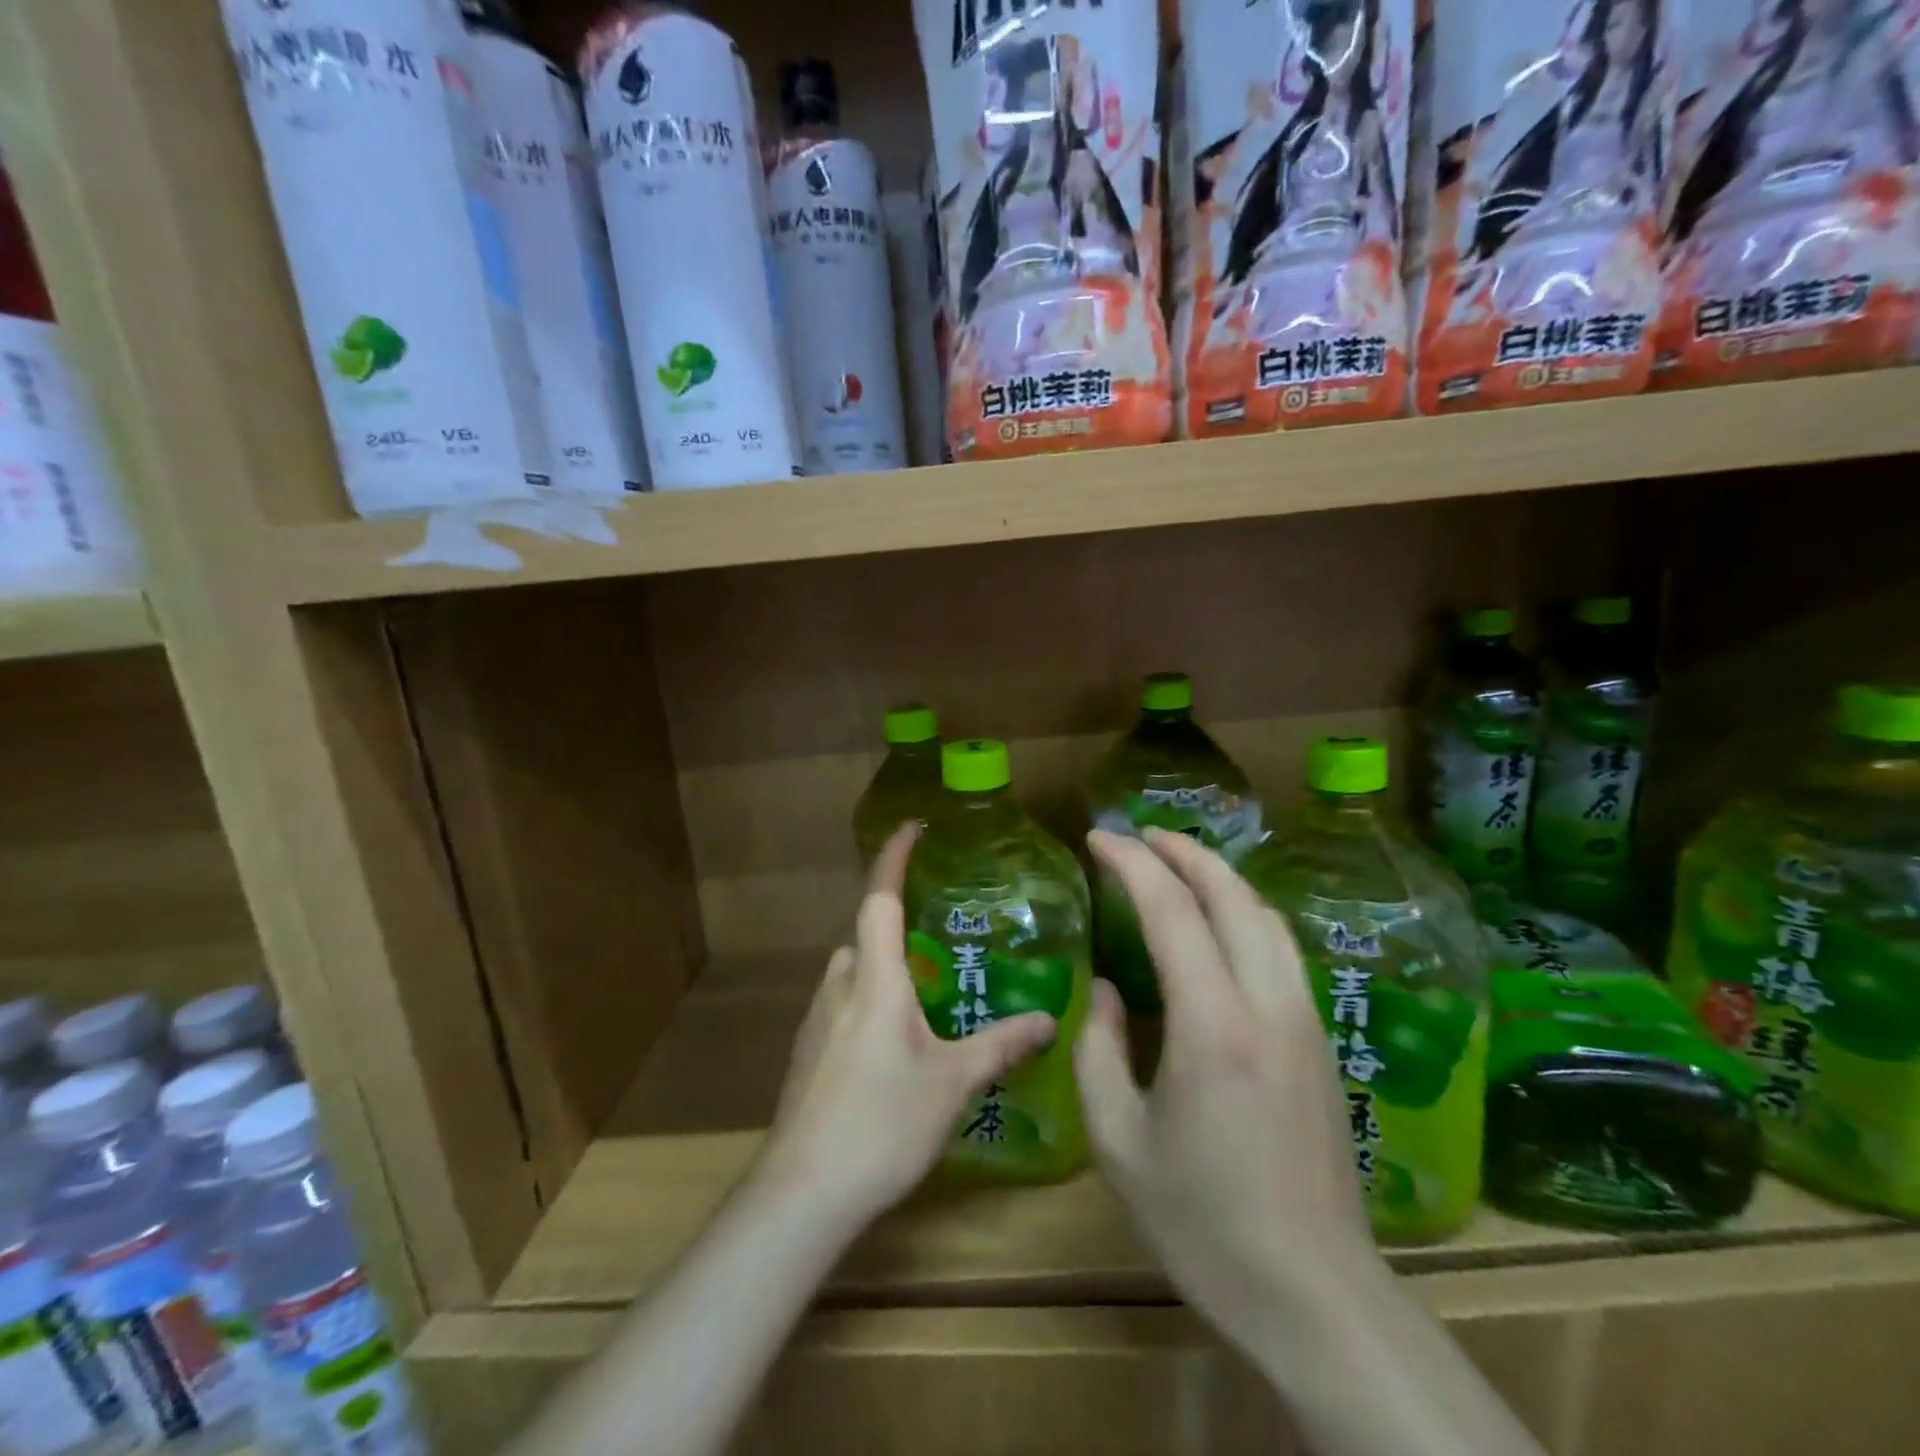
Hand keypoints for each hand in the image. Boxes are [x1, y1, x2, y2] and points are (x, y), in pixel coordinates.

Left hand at [761, 822, 1058, 1225]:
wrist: (803, 1191)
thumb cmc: (883, 1122)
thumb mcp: (952, 1083)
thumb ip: (1000, 1045)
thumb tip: (1048, 1019)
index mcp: (875, 980)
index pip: (880, 899)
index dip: (892, 859)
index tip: (911, 828)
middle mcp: (840, 986)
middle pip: (867, 936)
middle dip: (899, 930)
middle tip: (943, 945)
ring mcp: (817, 1019)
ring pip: (854, 973)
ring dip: (885, 972)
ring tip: (926, 999)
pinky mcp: (807, 1051)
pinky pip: (843, 1005)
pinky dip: (870, 1004)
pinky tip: (894, 1048)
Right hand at [1075, 828, 1378, 1347]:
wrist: (1313, 1294)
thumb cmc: (1203, 1223)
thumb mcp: (1119, 1140)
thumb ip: (1099, 1049)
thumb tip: (1108, 990)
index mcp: (1212, 1026)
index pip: (1172, 911)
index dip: (1132, 863)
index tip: (1098, 838)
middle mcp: (1267, 1006)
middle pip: (1232, 896)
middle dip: (1183, 851)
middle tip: (1138, 834)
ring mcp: (1304, 1020)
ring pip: (1266, 916)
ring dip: (1220, 877)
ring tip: (1177, 862)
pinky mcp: (1320, 1041)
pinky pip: (1282, 948)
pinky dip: (1245, 912)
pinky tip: (1222, 922)